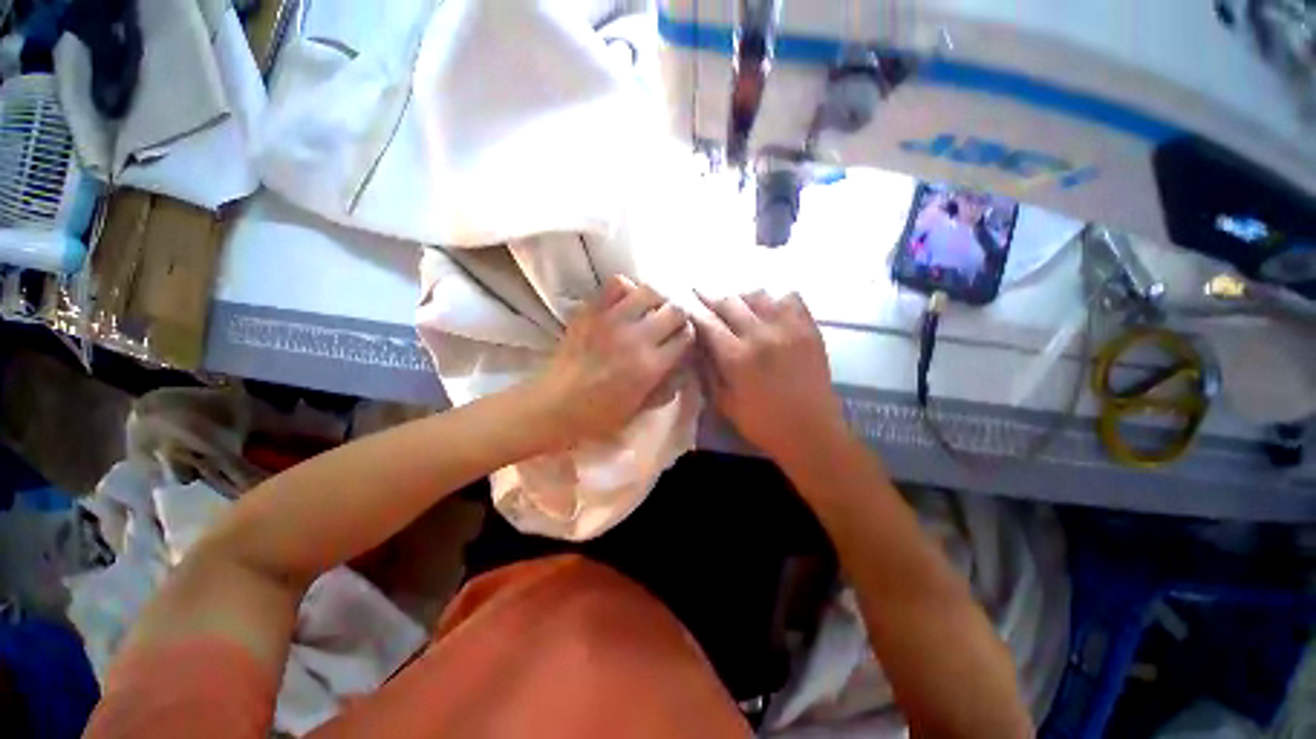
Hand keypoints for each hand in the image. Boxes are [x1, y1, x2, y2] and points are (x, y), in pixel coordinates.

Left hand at [535, 275, 693, 443]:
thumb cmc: (599, 415)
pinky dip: (627, 288)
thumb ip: (666, 387)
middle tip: (670, 323)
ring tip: (651, 308)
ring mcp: (612, 320)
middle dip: (678, 315)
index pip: (686, 336)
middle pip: (675, 310)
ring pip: (650, 290)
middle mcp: (637, 338)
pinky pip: (617, 283)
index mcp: (651, 366)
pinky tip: (626, 301)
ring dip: (657, 299)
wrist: (555, 404)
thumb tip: (681, 365)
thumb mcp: (641, 409)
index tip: (682, 339)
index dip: (688, 336)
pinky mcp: (591, 311)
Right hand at [692, 291, 844, 463]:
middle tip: (705, 298)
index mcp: (737, 357)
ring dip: (742, 298)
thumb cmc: (763, 424)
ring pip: (759, 295)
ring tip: (737, 306)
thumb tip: (698, 344)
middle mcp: (761, 335)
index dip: (694, 310)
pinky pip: (791, 299)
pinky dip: (775, 300)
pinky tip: (770, 310)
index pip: (708, 322)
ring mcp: (789, 328)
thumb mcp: (724, 403)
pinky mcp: (809, 329)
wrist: (811, 433)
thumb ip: (708, 370)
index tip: (685, 303)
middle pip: (730, 302)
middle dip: (713, 299)